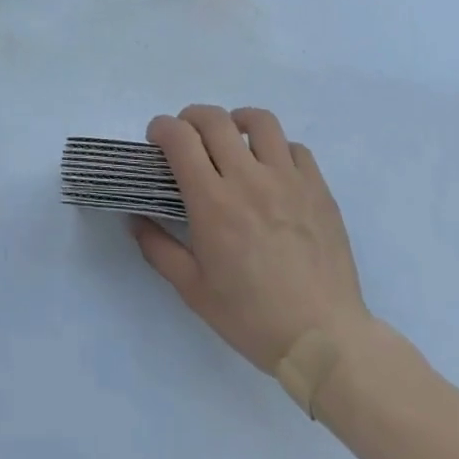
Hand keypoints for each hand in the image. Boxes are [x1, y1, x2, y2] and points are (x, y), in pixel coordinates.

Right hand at [134, 105, 372, 373]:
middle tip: (188, 139)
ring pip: (259, 120)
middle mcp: (248, 178)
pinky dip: (277, 149)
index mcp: (212, 202)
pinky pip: (295, 147)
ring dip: (237, 122)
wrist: (323, 340)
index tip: (157, 141)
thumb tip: (135, 219)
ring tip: (233, 140)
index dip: (161, 128)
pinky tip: (272, 171)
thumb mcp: (193, 290)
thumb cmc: (252, 318)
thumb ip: (158, 248)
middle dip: (191, 118)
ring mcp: (288, 179)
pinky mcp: (318, 188)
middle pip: (214, 118)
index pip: (179, 137)